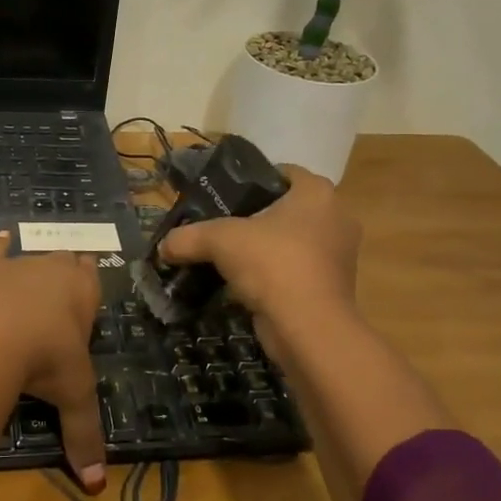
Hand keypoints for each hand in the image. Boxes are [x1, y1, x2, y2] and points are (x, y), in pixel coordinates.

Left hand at [0, 234, 106, 489]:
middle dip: (63, 274)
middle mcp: (53, 269)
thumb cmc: (45, 359)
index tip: (85, 290)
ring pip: (30, 256)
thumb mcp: (72, 397)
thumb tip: (96, 487)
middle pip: (64, 262)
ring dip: (31, 266)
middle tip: (58, 294)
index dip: (89, 283)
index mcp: (83, 292)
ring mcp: (17, 264)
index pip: (92, 277)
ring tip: (30, 277)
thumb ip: (84, 436)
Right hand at [157, 166, 359, 328]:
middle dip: (253, 217)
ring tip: (225, 256)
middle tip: (218, 226)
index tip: (221, 195)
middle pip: (284, 208)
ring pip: (290, 241)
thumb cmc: (272, 264)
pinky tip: (242, 284)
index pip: (282, 172)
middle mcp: (334, 217)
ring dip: (262, 249)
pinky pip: (295, 270)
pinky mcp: (332, 287)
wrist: (309, 328)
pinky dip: (272, 275)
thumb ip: (188, 237)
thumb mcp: (220, 241)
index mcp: (317, 193)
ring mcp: (337, 254)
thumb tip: (163, 247)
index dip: (250, 180)